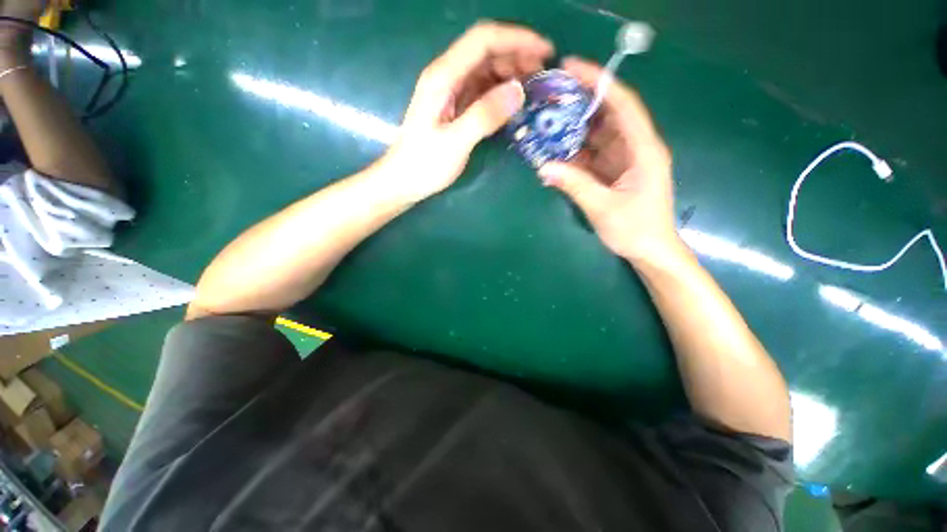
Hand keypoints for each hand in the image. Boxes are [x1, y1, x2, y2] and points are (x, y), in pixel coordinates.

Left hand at [382, 22, 553, 202]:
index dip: (516, 39)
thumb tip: (518, 91)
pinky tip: (514, 103)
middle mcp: (447, 77)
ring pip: (486, 71)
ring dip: (511, 73)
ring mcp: (451, 93)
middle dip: (518, 55)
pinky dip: (501, 92)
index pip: (483, 40)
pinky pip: (482, 91)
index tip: (545, 51)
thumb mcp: (455, 143)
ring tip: (534, 87)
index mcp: (443, 77)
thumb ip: (484, 116)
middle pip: (486, 51)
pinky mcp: (455, 108)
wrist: (404, 181)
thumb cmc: (424, 164)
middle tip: (544, 73)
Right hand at [538, 57, 677, 263]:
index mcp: (643, 150)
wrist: (651, 251)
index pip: (623, 105)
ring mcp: (625, 160)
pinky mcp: (616, 172)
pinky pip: (594, 154)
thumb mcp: (602, 208)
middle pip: (609, 115)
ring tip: (548, 122)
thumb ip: (574, 186)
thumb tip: (544, 168)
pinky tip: (557, 151)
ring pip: (599, 134)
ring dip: (575, 129)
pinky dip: (576, 152)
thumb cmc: (635, 230)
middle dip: (581, 103)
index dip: (599, 82)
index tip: (572, 68)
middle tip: (551, 97)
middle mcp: (636, 148)